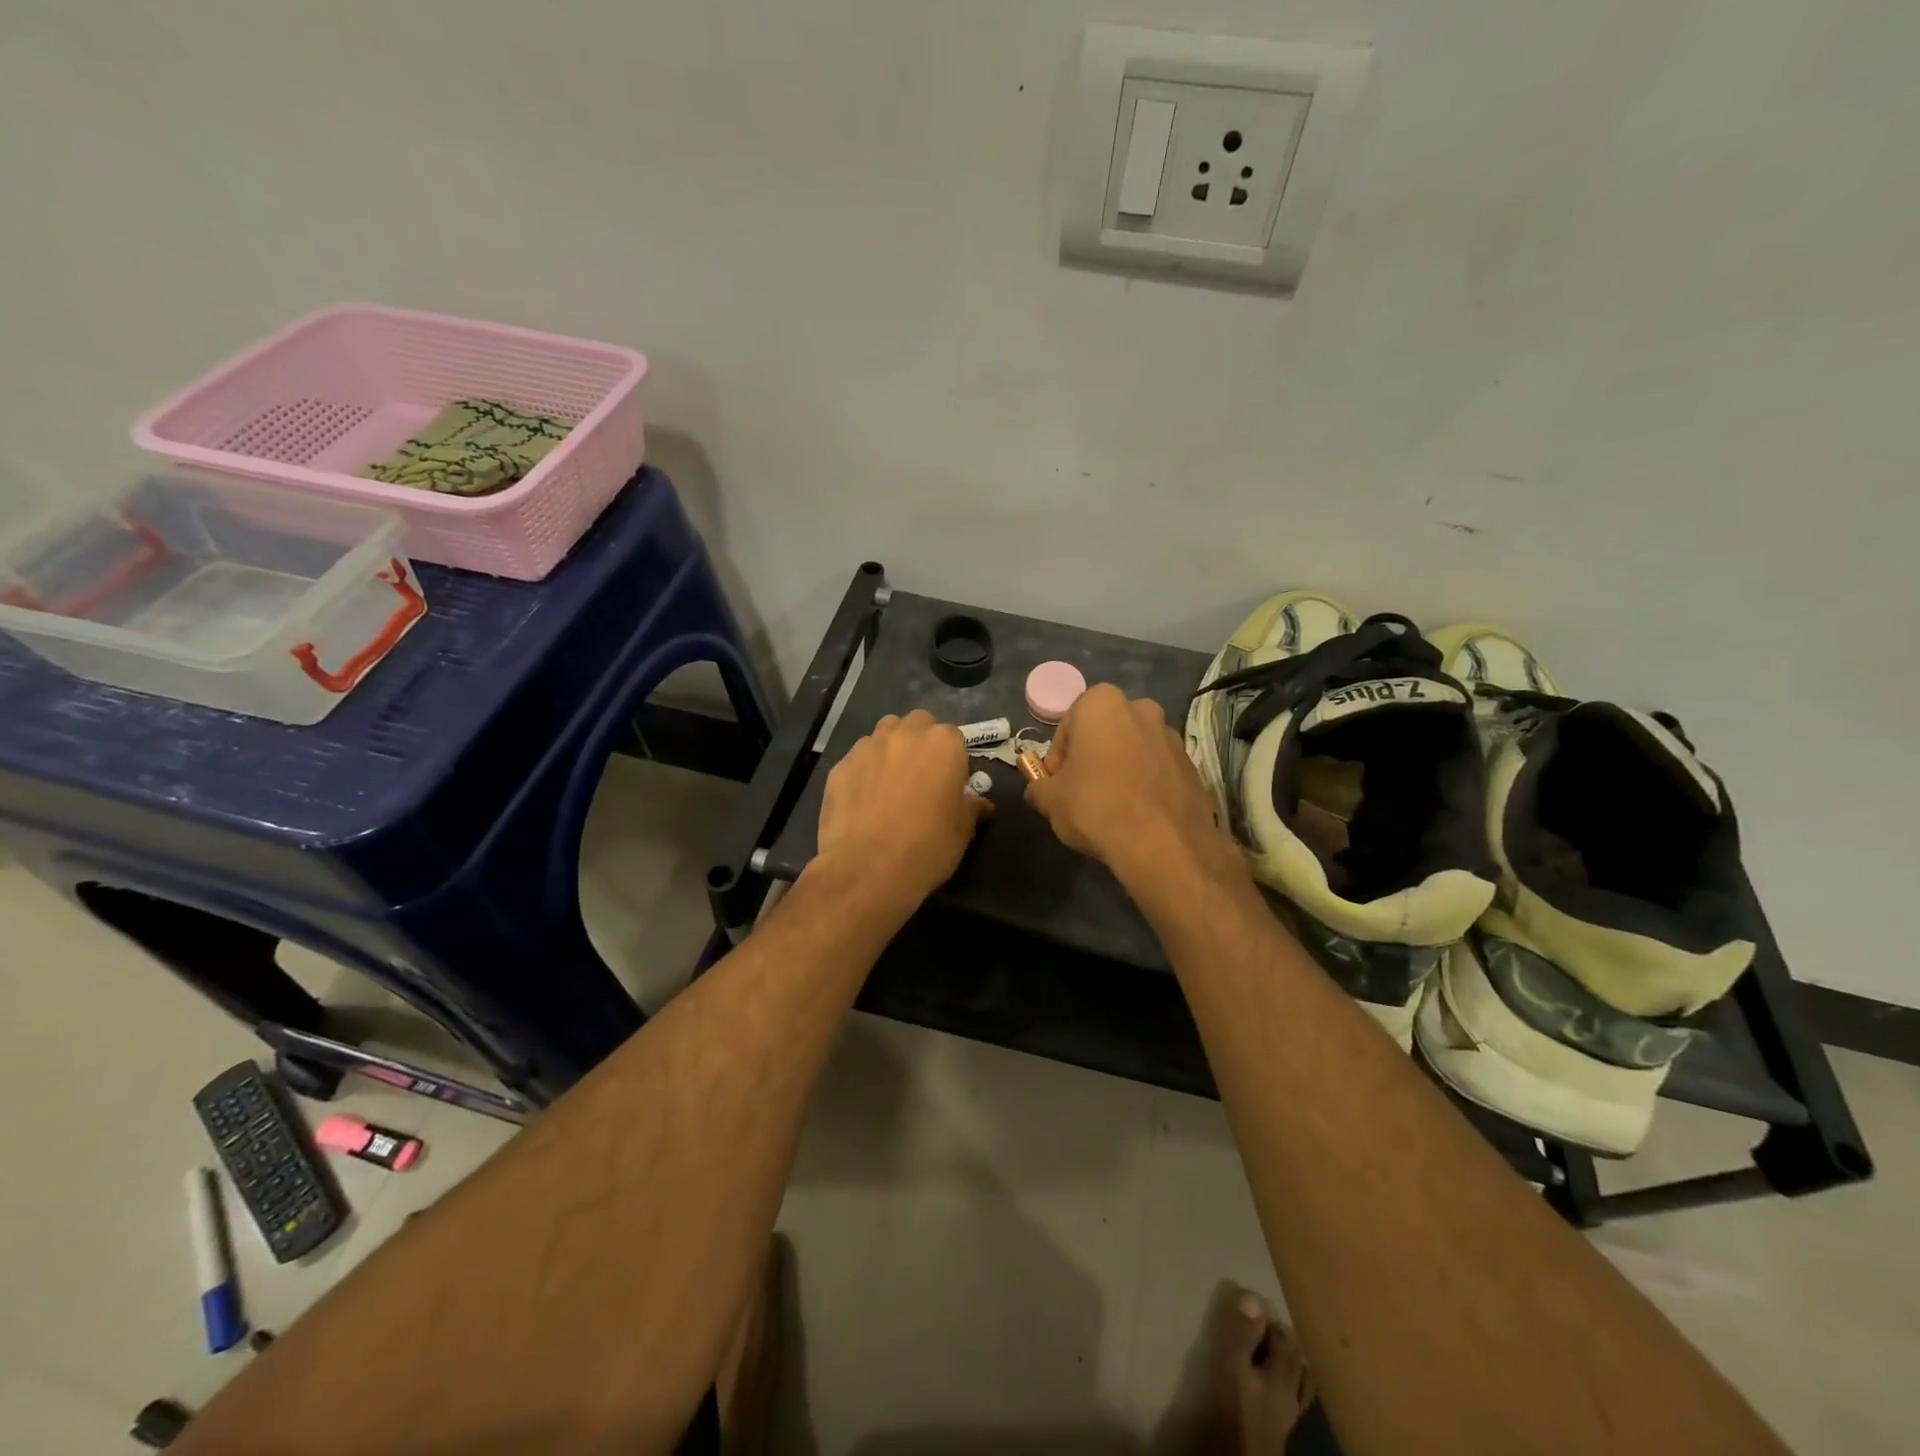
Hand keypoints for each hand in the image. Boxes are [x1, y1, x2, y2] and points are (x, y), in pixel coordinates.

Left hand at [813, 709, 989, 915]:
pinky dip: (864, 771)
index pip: (953, 737)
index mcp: (943, 744)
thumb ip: (971, 807)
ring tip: (890, 784)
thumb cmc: (927, 847)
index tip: (949, 784)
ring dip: (891, 750)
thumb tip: (980, 803)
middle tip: (921, 777)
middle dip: (920, 742)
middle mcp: (905, 735)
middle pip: (917, 724)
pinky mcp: (839, 765)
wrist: (867, 869)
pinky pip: (858, 760)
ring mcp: (868, 747)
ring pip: (884, 735)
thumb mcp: (962, 831)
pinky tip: (863, 800)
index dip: (952, 760)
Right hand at [1025, 684, 1239, 889]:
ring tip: (1113, 807)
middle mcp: (1141, 709)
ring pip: (1134, 750)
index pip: (1067, 728)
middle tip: (1082, 792)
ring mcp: (1172, 736)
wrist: (1165, 845)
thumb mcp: (1050, 801)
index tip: (1058, 785)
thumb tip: (1040, 789)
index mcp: (1102, 704)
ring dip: (1121, 769)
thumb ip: (1038, 787)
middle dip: (1092, 757)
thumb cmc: (1097, 808)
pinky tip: (1139, 815)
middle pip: (1104, 733)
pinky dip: (1146, 785)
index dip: (1058, 759)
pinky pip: (1158, 770)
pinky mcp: (1193, 765)